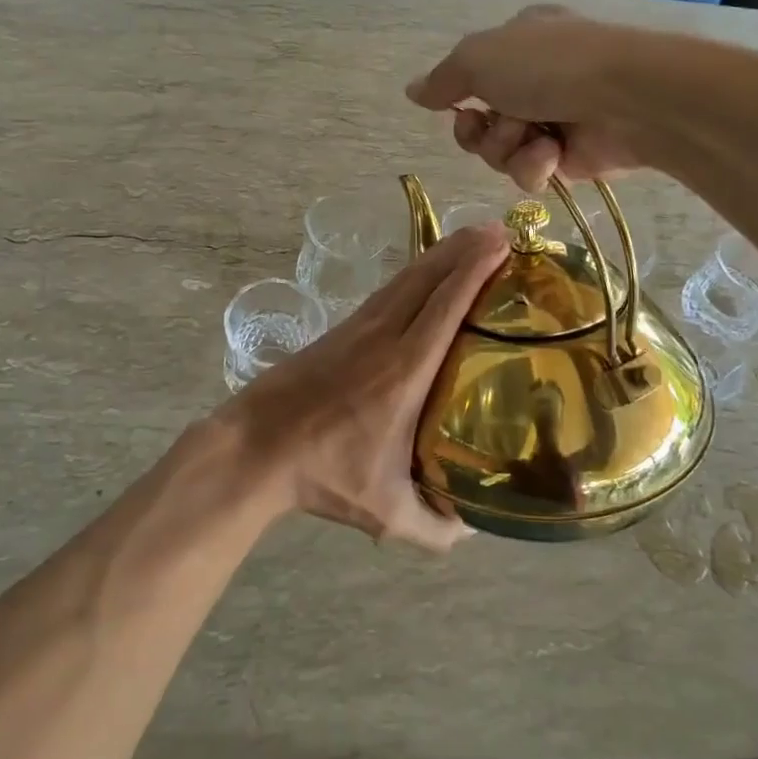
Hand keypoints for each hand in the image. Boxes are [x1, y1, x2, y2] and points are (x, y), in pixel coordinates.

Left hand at [216, 224, 509, 550]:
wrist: (256, 446)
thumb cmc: (323, 474)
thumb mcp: (385, 512)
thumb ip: (435, 527)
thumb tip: (474, 528)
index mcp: (404, 372)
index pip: (445, 307)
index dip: (474, 271)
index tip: (501, 244)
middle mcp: (384, 337)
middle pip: (428, 278)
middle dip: (465, 249)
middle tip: (498, 230)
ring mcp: (359, 328)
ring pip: (406, 278)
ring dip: (440, 254)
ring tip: (471, 239)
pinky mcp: (342, 329)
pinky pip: (389, 290)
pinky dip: (415, 272)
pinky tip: (427, 272)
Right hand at [406, 6, 651, 192]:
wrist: (626, 99)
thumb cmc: (548, 66)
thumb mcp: (479, 59)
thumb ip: (442, 81)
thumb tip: (411, 91)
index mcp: (517, 43)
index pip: (472, 76)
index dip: (458, 98)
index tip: (458, 107)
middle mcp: (535, 80)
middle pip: (480, 122)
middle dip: (480, 131)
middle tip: (488, 125)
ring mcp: (555, 118)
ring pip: (501, 151)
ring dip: (507, 148)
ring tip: (534, 137)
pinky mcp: (572, 157)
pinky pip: (530, 172)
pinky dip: (534, 165)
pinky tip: (552, 154)